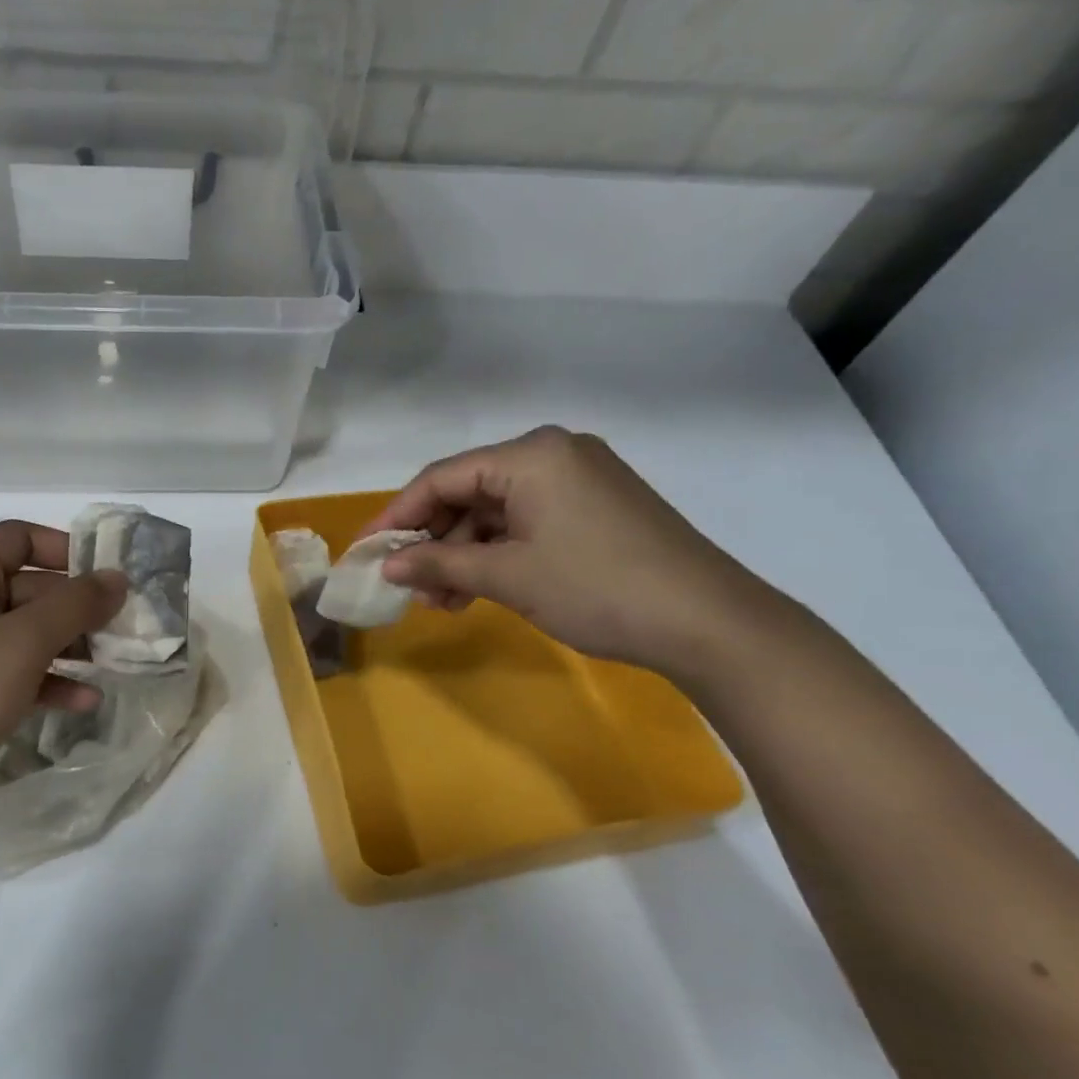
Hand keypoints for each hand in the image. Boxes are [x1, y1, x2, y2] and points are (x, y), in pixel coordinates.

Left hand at [0, 522, 126, 834]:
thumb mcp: (22, 642)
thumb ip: (76, 604)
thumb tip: (117, 577)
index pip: (18, 537)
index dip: (66, 549)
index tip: (109, 577)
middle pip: (23, 588)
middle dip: (74, 608)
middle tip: (121, 631)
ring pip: (17, 635)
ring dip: (64, 647)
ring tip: (109, 667)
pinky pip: (3, 673)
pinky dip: (41, 681)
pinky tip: (81, 702)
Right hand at [365, 427, 779, 678]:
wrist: (711, 624)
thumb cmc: (597, 588)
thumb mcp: (508, 576)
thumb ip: (439, 564)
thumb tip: (386, 566)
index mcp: (531, 455)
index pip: (442, 477)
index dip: (397, 516)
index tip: (367, 551)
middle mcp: (553, 454)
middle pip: (469, 492)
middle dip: (434, 541)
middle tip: (408, 584)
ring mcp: (580, 480)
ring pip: (497, 512)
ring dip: (464, 553)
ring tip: (442, 601)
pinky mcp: (597, 507)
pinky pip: (528, 522)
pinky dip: (499, 554)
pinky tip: (479, 590)